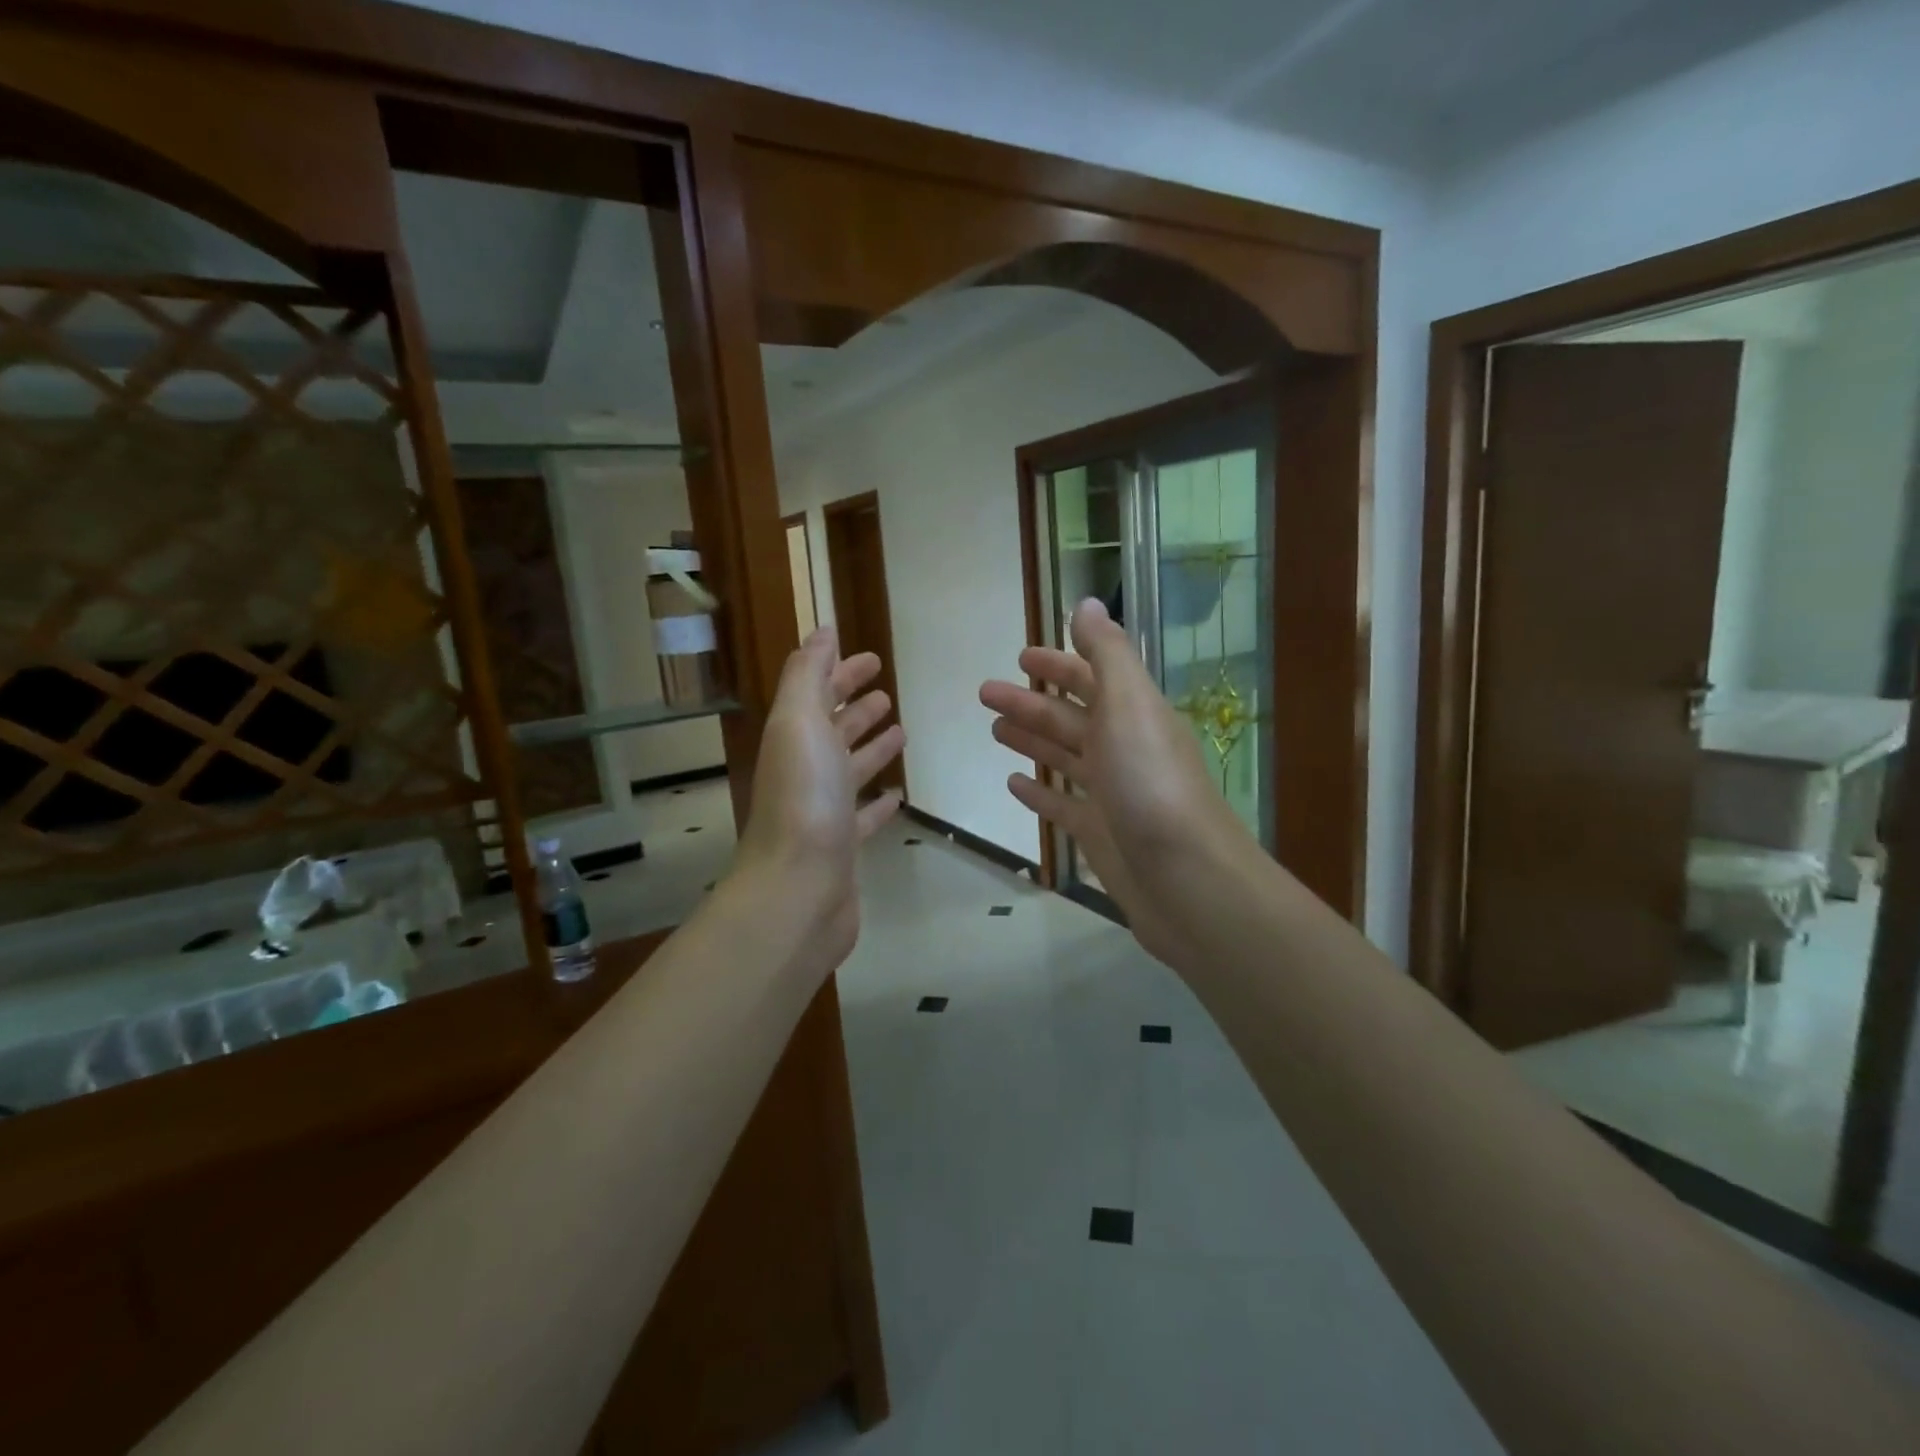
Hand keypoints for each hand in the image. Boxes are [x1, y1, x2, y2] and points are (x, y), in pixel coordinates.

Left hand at [734, 628, 904, 964]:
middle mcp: (804, 770)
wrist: (798, 890)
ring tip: (901, 730)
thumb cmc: (805, 799)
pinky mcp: (843, 847)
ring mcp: (822, 811)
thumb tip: (822, 631)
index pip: (816, 693)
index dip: (839, 671)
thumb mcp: (798, 722)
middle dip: (855, 706)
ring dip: (870, 747)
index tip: (872, 658)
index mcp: (793, 738)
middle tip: (886, 692)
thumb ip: (807, 673)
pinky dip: (878, 802)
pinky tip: (898, 794)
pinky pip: (863, 816)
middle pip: (831, 729)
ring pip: (849, 769)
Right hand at [980, 598, 1246, 963]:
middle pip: (1070, 717)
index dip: (1059, 664)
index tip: (1020, 656)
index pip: (1092, 679)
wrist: (1185, 877)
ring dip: (1032, 740)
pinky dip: (1040, 793)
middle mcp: (1124, 749)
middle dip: (1030, 702)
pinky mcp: (1100, 834)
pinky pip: (1063, 806)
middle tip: (985, 693)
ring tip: (994, 730)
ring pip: (1065, 758)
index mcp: (1133, 715)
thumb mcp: (1130, 704)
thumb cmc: (1150, 782)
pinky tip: (1014, 784)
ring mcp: (1112, 794)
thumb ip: (1107, 653)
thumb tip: (1087, 603)